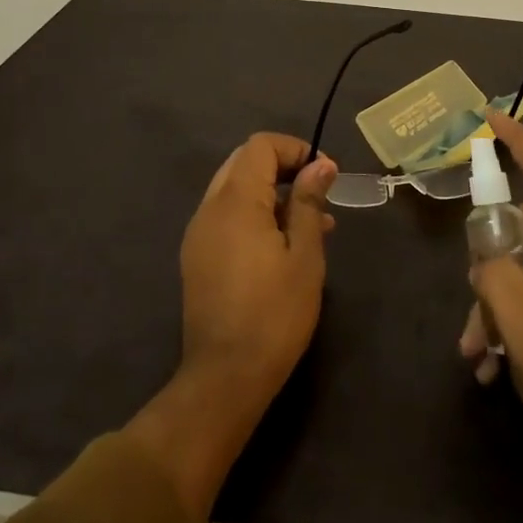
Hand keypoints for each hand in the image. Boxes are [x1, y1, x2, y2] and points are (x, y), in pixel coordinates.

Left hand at [179, 132, 337, 414]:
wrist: (225, 377)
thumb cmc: (275, 313)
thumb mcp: (304, 255)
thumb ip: (309, 202)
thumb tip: (320, 164)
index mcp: (235, 201)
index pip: (260, 146)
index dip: (295, 149)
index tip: (325, 173)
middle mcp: (209, 208)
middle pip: (244, 162)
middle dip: (283, 168)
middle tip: (317, 192)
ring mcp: (198, 233)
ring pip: (234, 189)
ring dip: (270, 193)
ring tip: (312, 223)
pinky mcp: (197, 257)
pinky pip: (226, 216)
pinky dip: (254, 214)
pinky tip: (283, 245)